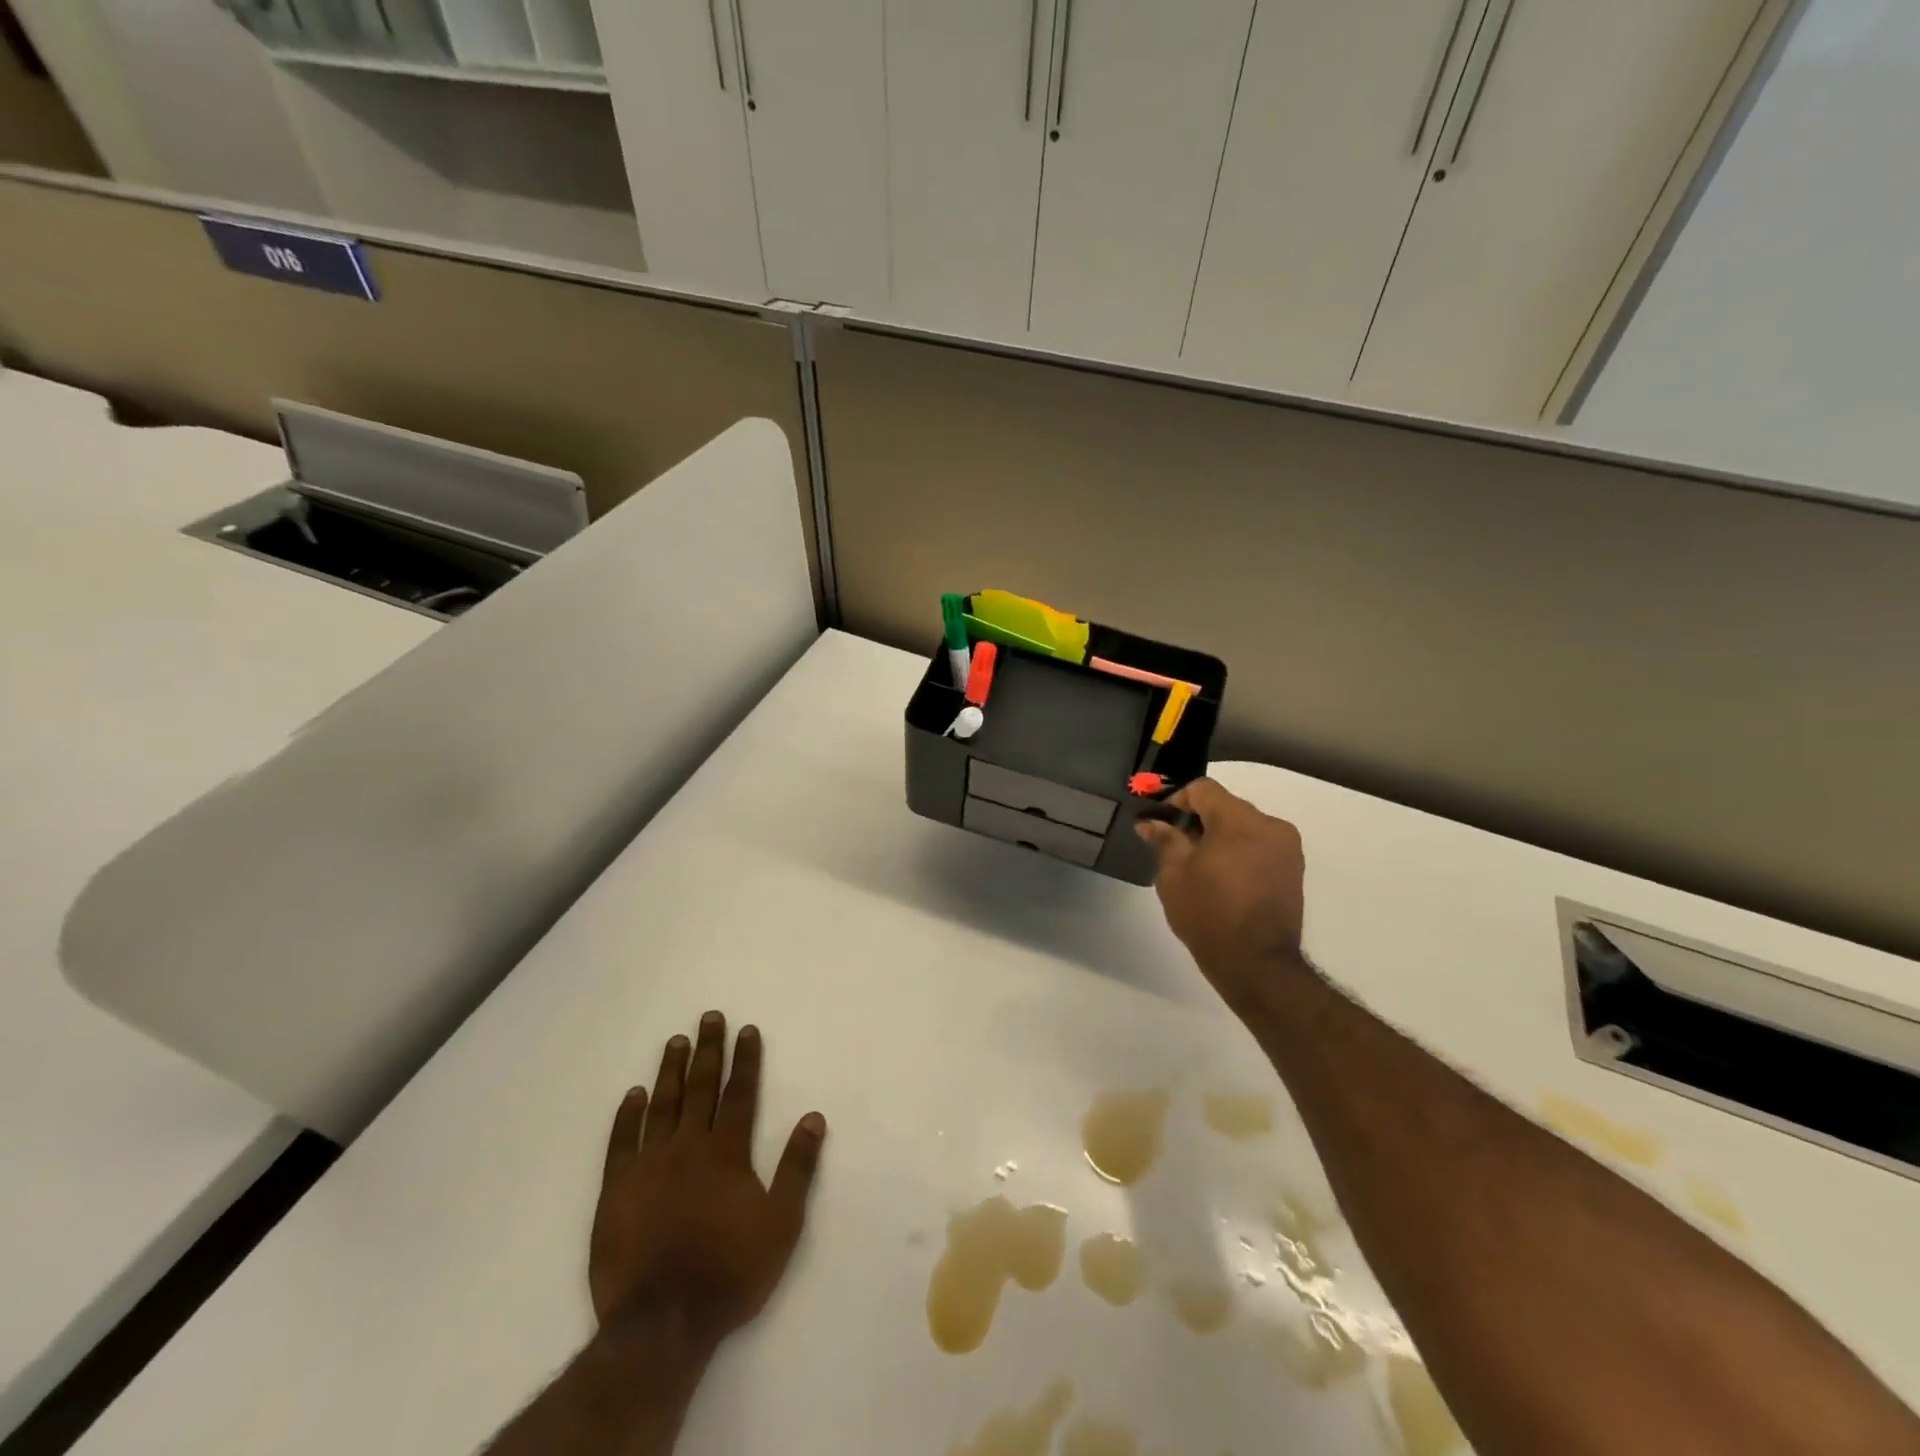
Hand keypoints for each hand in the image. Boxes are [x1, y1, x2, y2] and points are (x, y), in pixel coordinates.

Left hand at [590, 1013, 825, 1353]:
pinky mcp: (616, 1189)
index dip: (745, 1059)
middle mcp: (688, 1147)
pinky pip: (621, 1142)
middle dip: (709, 1050)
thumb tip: (813, 1117)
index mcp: (727, 1152)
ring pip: (662, 1105)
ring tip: (676, 1041)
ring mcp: (649, 1165)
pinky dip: (627, 1115)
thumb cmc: (729, 1272)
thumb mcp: (781, 1224)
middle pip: (701, 1088)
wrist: (662, 1323)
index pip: (739, 1093)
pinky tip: (633, 1094)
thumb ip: (797, 1167)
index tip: (747, 1029)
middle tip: (709, 1017)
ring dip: (671, 1071)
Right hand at [1135, 779, 1308, 1008]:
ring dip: (1220, 836)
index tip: (1160, 823)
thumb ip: (1165, 840)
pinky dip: (1239, 852)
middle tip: (1175, 846)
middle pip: (1226, 806)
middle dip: (1198, 820)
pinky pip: (1260, 846)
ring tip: (1199, 866)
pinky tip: (1222, 878)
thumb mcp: (1174, 875)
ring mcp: (1287, 848)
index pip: (1204, 790)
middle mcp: (1270, 825)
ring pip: (1244, 827)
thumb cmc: (1208, 914)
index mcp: (1240, 820)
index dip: (1176, 800)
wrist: (1256, 964)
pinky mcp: (1293, 870)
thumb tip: (1151, 822)